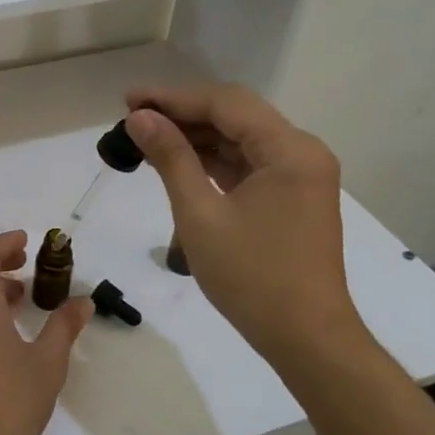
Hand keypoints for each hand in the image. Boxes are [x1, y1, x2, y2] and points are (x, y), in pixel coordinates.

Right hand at [126, 86, 368, 369]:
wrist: (305, 337)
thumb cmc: (251, 277)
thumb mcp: (200, 214)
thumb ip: (171, 158)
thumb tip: (140, 118)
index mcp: (289, 150)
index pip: (225, 103)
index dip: (173, 97)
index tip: (128, 100)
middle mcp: (301, 152)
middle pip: (235, 115)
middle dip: (183, 113)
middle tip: (132, 117)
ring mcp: (300, 175)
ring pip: (240, 139)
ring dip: (196, 136)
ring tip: (146, 139)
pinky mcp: (292, 196)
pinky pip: (248, 164)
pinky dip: (213, 160)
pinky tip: (178, 162)